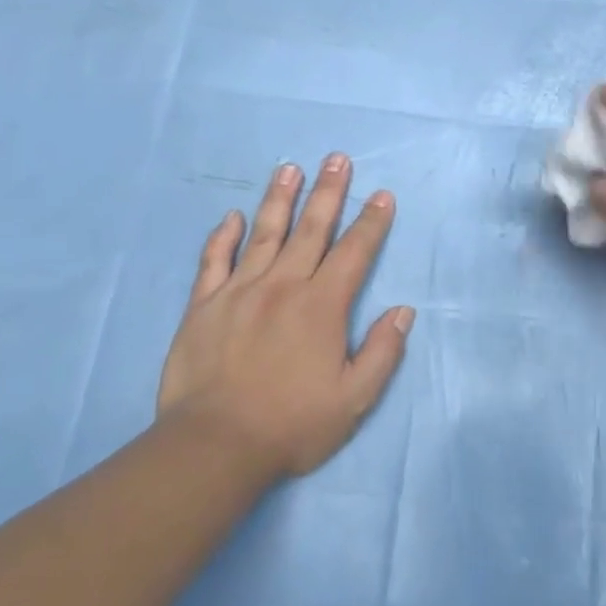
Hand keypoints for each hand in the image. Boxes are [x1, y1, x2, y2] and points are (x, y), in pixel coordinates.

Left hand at [159, 155, 414, 480]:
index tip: (382, 195)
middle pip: (311, 229)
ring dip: (280, 199)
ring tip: (290, 168)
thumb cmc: (291, 424)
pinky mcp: (203, 305)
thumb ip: (382, 352)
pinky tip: (232, 216)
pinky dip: (223, 236)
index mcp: (322, 306)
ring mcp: (239, 291)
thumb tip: (402, 311)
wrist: (213, 446)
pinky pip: (214, 261)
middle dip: (329, 192)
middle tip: (337, 158)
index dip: (371, 222)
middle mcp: (283, 286)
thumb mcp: (353, 399)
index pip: (354, 252)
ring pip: (264, 233)